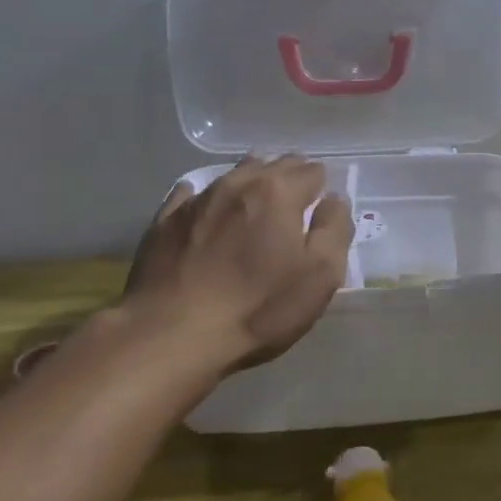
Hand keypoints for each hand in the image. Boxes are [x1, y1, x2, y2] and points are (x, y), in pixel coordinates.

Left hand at [123, 156, 353, 371]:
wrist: (171, 336)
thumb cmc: (258, 309)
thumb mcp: (320, 276)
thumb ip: (335, 230)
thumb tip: (334, 200)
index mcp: (278, 192)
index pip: (312, 171)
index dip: (321, 187)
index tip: (322, 208)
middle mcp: (237, 183)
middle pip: (273, 164)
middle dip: (289, 178)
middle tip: (296, 204)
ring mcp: (197, 200)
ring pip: (234, 174)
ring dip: (251, 183)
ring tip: (258, 203)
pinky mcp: (165, 221)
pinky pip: (191, 195)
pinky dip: (207, 198)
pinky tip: (207, 210)